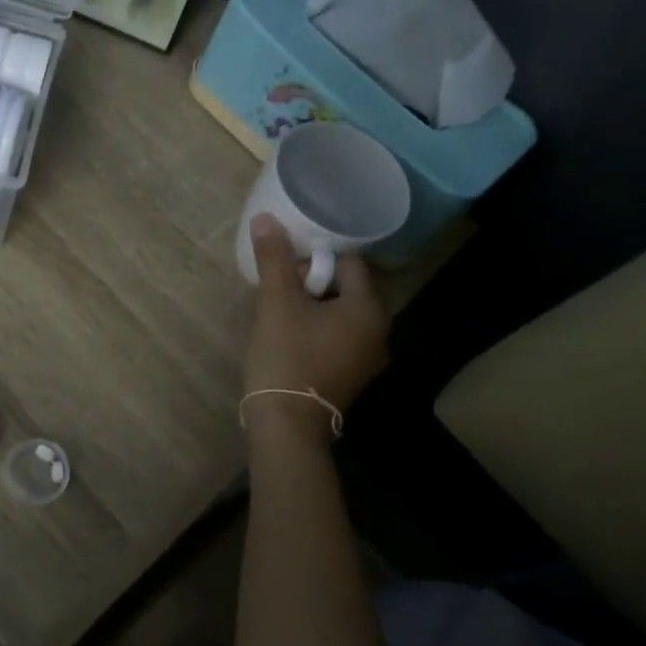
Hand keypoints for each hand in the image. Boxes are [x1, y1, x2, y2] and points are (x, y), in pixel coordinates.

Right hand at [243, 214, 388, 440]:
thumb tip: (266, 218)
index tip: (287, 268)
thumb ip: (274, 259)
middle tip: (280, 290)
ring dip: (314, 307)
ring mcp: (368, 360)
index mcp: (369, 309)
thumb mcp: (276, 303)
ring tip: (280, 311)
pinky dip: (318, 331)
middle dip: (313, 282)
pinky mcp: (352, 378)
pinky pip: (339, 339)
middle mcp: (379, 333)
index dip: (317, 258)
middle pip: (347, 288)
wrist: (286, 426)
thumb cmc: (286, 358)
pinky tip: (290, 338)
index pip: (350, 263)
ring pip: (341, 315)